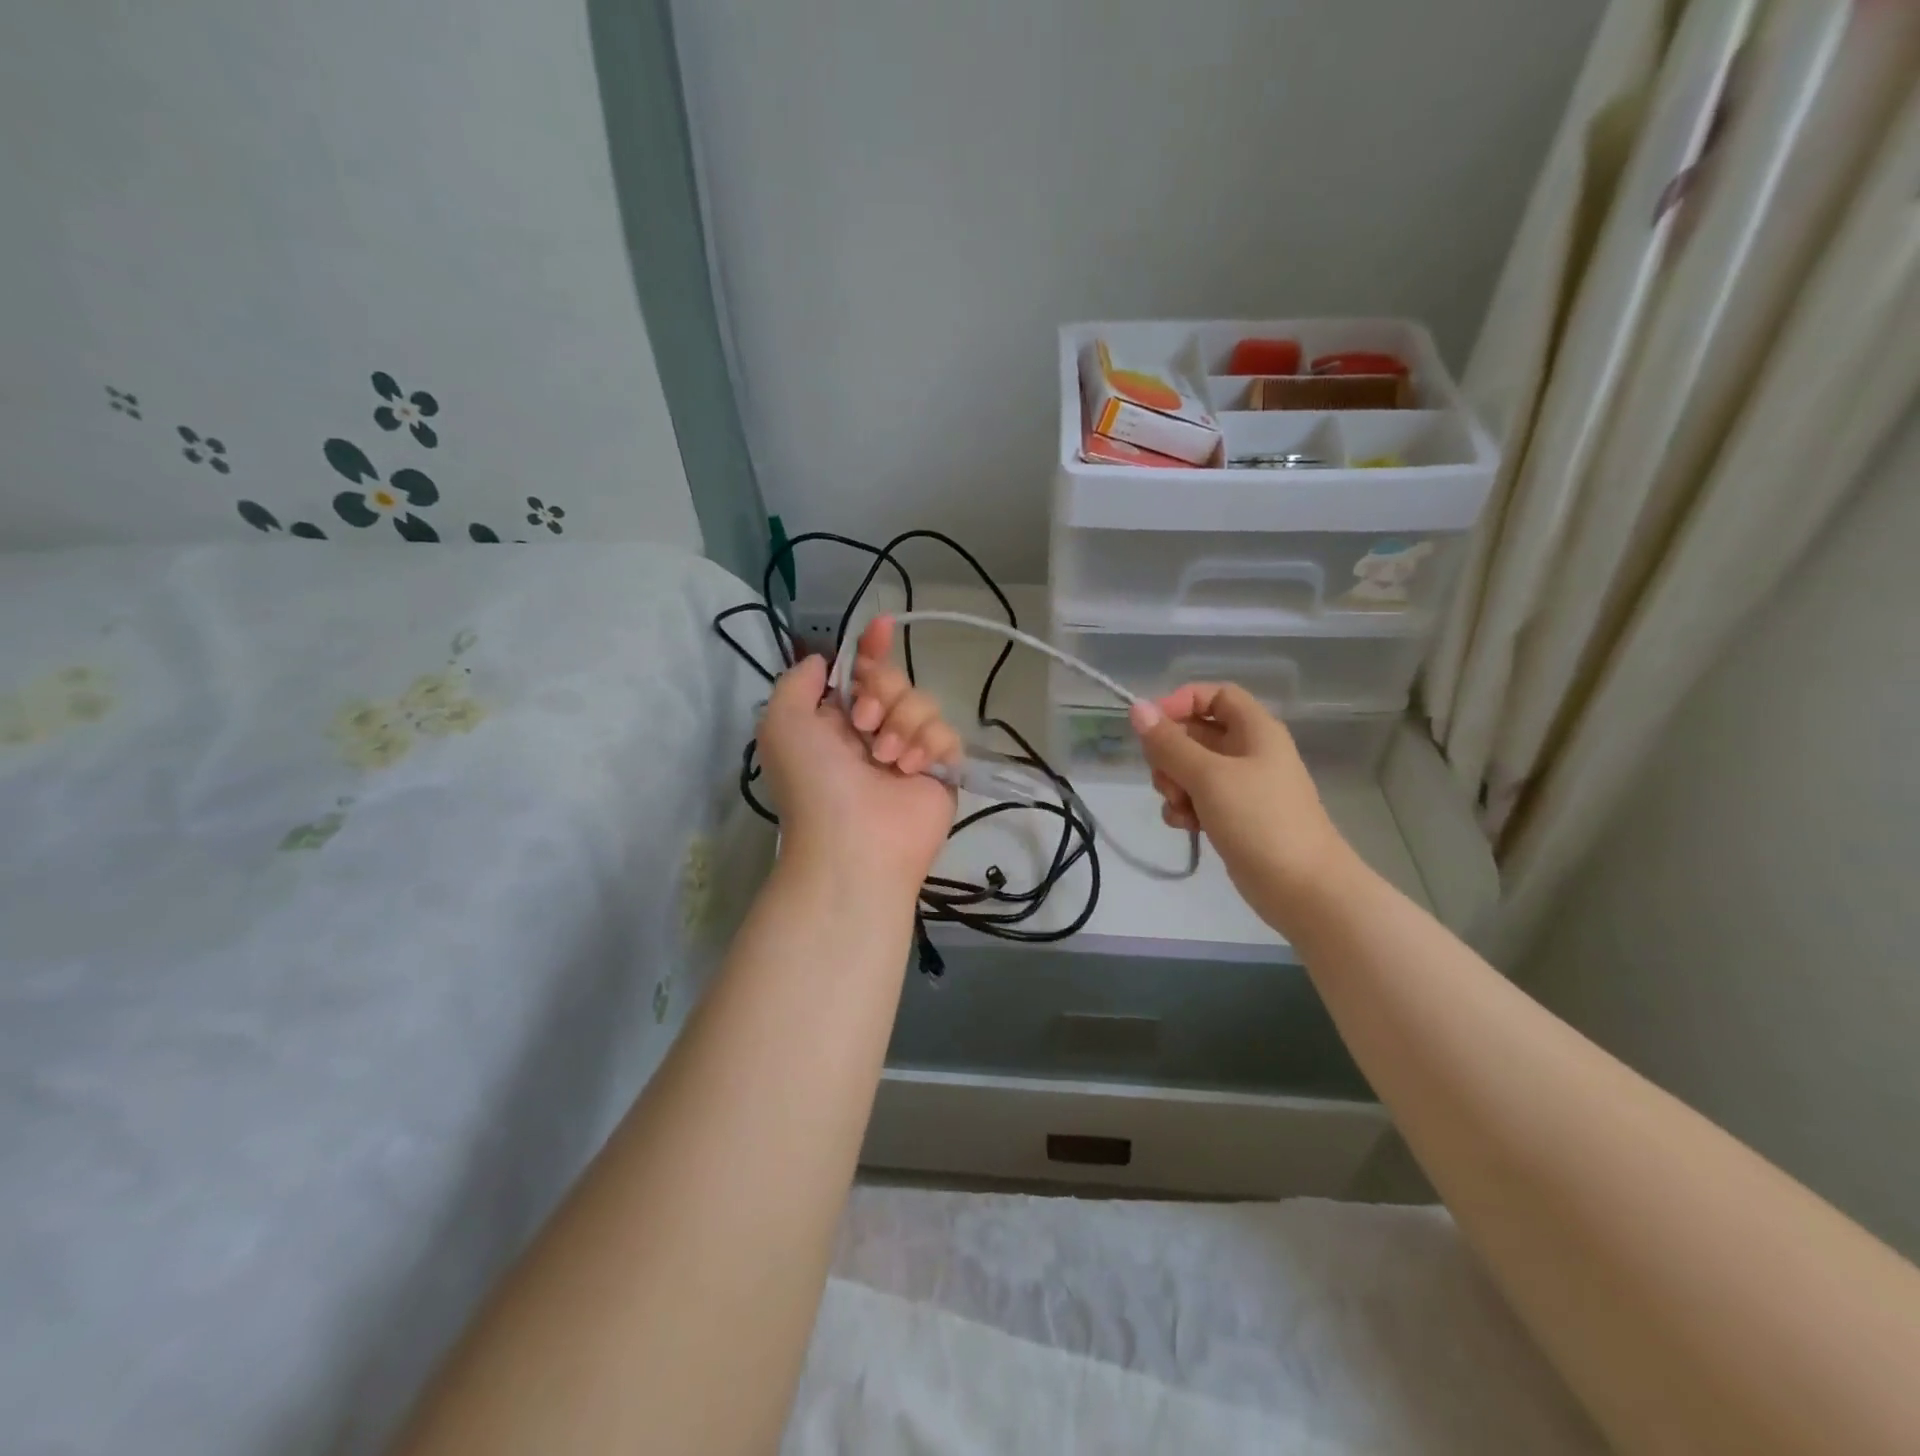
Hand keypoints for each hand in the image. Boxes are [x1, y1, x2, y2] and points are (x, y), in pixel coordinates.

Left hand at [756, 618, 955, 891]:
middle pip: (895, 680)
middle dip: (882, 692)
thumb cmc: (814, 781)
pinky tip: (912, 769)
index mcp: (835, 720)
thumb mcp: (782, 722)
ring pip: (923, 702)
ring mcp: (909, 751)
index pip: (858, 671)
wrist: (853, 843)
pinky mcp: (940, 770)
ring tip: (887, 760)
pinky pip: (947, 734)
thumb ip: (798, 682)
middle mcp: (872, 732)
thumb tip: (824, 661)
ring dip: (903, 723)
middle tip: (865, 725)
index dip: (870, 647)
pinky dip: (930, 745)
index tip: (881, 626)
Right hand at [1130, 684, 1350, 930]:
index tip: (1151, 725)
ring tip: (1180, 807)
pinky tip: (1187, 827)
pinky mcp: (1235, 816)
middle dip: (1170, 753)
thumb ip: (1169, 743)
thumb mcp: (1208, 776)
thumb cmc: (1259, 820)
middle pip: (1196, 733)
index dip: (1181, 703)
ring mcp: (1242, 786)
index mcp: (1255, 729)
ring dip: (1174, 784)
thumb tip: (1137, 708)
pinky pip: (1199, 799)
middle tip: (1164, 777)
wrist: (1302, 887)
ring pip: (1191, 769)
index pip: (1214, 695)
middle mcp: (1249, 751)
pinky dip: (1186, 808)